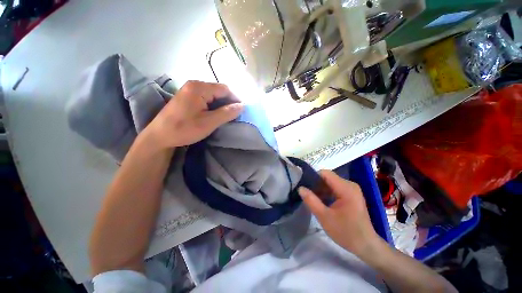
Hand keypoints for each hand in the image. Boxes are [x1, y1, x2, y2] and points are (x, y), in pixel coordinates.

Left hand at [146, 81, 243, 148]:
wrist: (160, 136)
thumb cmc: (184, 129)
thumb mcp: (209, 122)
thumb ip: (227, 113)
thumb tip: (242, 106)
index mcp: (199, 88)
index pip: (225, 89)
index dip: (235, 99)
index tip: (242, 111)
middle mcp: (194, 84)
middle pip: (219, 90)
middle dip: (229, 102)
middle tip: (235, 115)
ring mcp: (189, 90)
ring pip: (213, 94)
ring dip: (222, 104)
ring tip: (227, 116)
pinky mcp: (187, 97)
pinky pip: (206, 98)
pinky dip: (214, 105)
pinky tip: (215, 114)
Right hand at [298, 170, 380, 257]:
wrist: (366, 246)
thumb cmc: (346, 232)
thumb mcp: (324, 217)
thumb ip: (311, 200)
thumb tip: (300, 188)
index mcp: (345, 188)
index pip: (325, 173)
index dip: (313, 177)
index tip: (304, 186)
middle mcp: (350, 185)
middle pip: (328, 178)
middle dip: (316, 184)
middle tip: (307, 194)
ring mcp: (352, 189)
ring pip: (331, 183)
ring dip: (321, 189)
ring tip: (312, 199)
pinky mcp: (352, 195)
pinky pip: (335, 188)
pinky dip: (327, 193)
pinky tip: (322, 202)